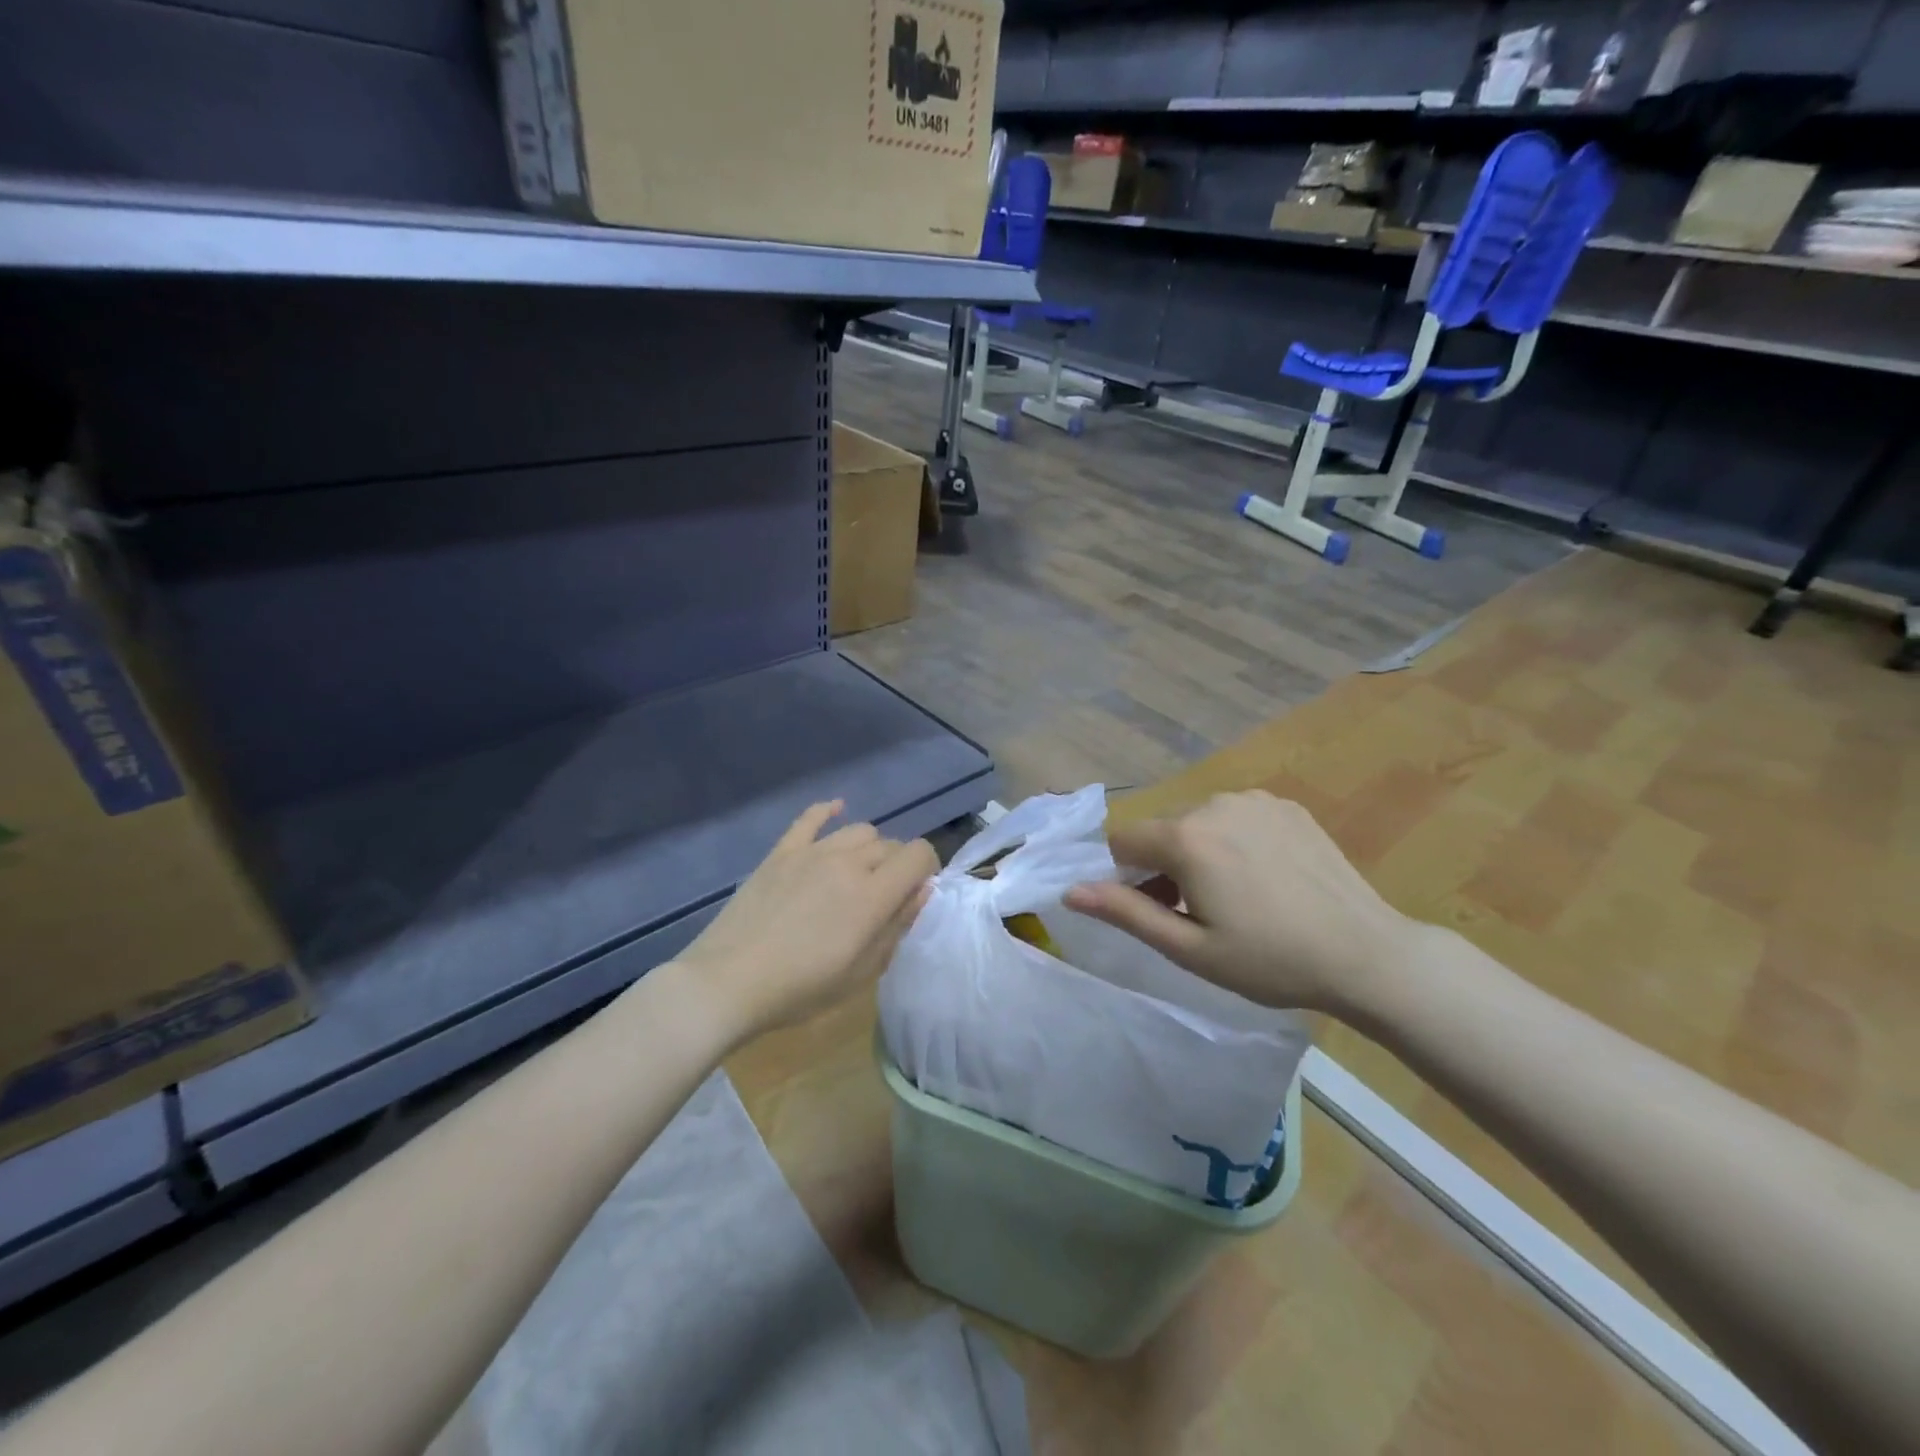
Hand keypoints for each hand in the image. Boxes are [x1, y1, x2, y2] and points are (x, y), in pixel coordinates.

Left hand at [675, 801, 937, 1040]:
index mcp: (873, 894)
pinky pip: (810, 818)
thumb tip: (921, 892)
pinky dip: (828, 810)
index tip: (916, 893)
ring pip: (858, 830)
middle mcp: (848, 862)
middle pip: (890, 844)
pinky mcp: (782, 852)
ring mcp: (812, 852)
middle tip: (884, 896)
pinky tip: (835, 809)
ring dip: (869, 848)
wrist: (729, 982)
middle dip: (898, 865)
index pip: (919, 854)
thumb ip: (896, 926)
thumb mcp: (862, 972)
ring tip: (858, 873)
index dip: (927, 869)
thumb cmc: (801, 988)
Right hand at [1062, 790, 1417, 1016]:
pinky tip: (1268, 876)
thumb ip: (1125, 912)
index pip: (1122, 839)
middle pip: (1163, 830)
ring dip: (1200, 851)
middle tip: (1200, 913)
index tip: (1159, 909)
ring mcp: (1255, 800)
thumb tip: (1070, 891)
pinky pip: (1236, 816)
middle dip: (1165, 865)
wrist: (1367, 954)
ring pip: (1199, 822)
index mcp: (1186, 838)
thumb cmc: (1270, 960)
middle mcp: (1215, 803)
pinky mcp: (1286, 805)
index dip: (1128, 876)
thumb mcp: (1189, 948)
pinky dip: (1235, 840)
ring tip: (1238, 896)